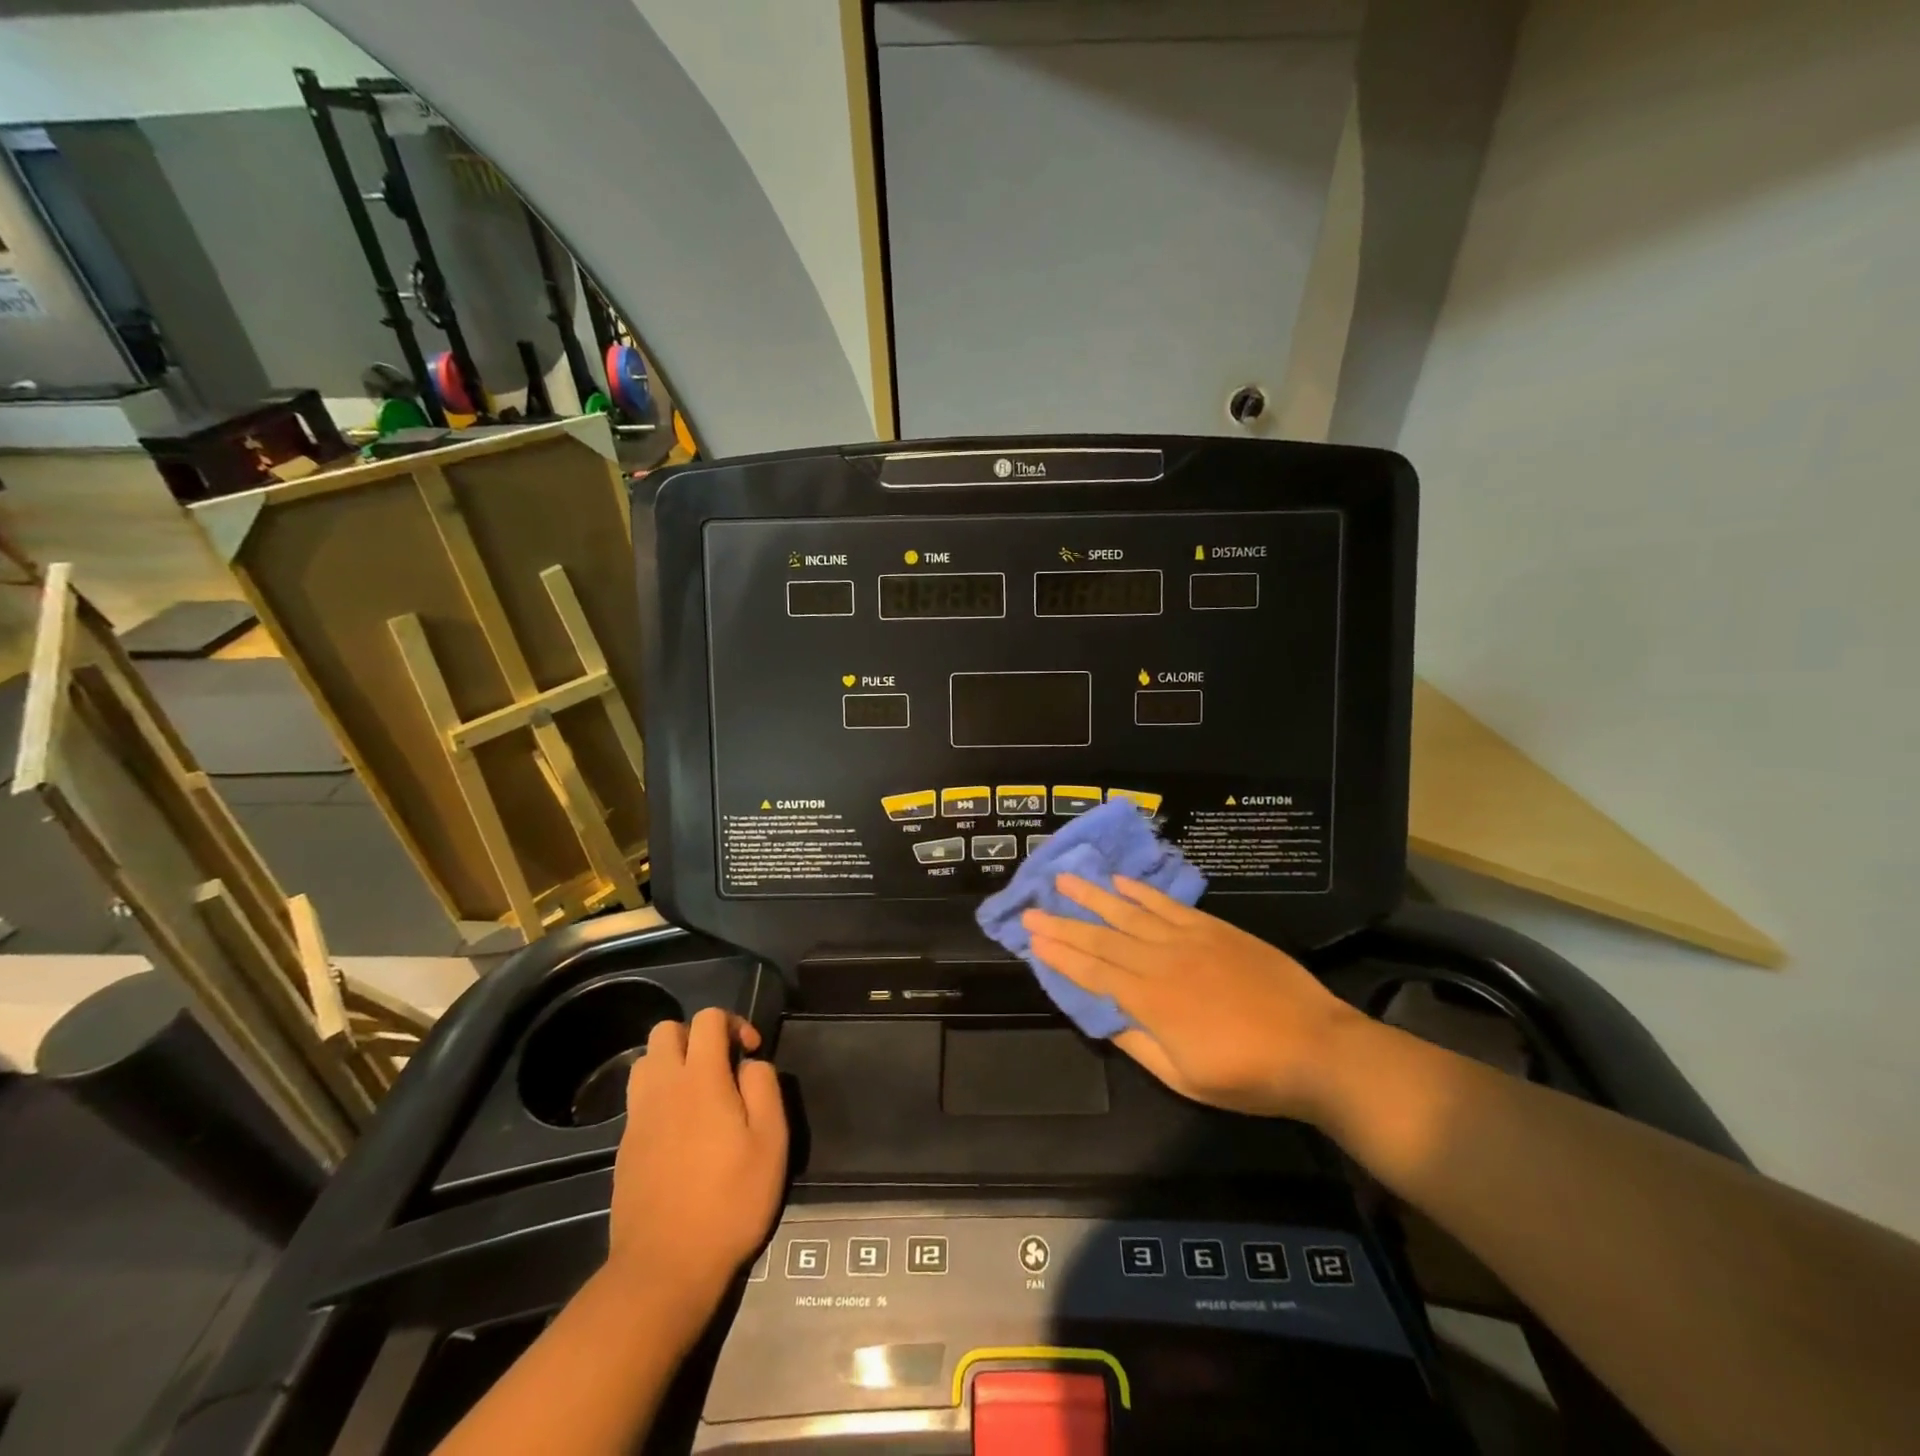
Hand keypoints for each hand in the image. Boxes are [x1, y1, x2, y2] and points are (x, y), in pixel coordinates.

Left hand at [607, 1008, 787, 1328]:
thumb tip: (750, 1063)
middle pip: (666, 1030)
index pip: (707, 1019)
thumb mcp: (771, 1142)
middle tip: (721, 1067)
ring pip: (646, 1061)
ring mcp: (637, 1117)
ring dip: (672, 1063)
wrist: (664, 1268)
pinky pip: (638, 1098)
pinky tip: (680, 1130)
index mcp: (701, 1079)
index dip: (733, 1023)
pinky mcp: (624, 1146)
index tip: (750, 1053)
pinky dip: (659, 1096)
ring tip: (698, 1093)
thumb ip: (764, 1087)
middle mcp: (663, 1088)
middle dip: (696, 1036)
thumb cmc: (729, 1201)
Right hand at [1023, 875, 1364, 1120]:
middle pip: (1103, 938)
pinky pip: (1168, 905)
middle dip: (1064, 923)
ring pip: (1130, 913)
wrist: (1317, 1049)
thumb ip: (1139, 1043)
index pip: (1092, 972)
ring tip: (1066, 879)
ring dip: (1095, 896)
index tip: (1031, 938)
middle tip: (1032, 908)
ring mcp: (1188, 940)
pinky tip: (1122, 882)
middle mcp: (1161, 962)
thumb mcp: (1185, 1078)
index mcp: (1150, 1001)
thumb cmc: (1249, 1075)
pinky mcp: (1214, 929)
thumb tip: (1103, 1016)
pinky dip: (1142, 892)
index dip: (1060, 954)